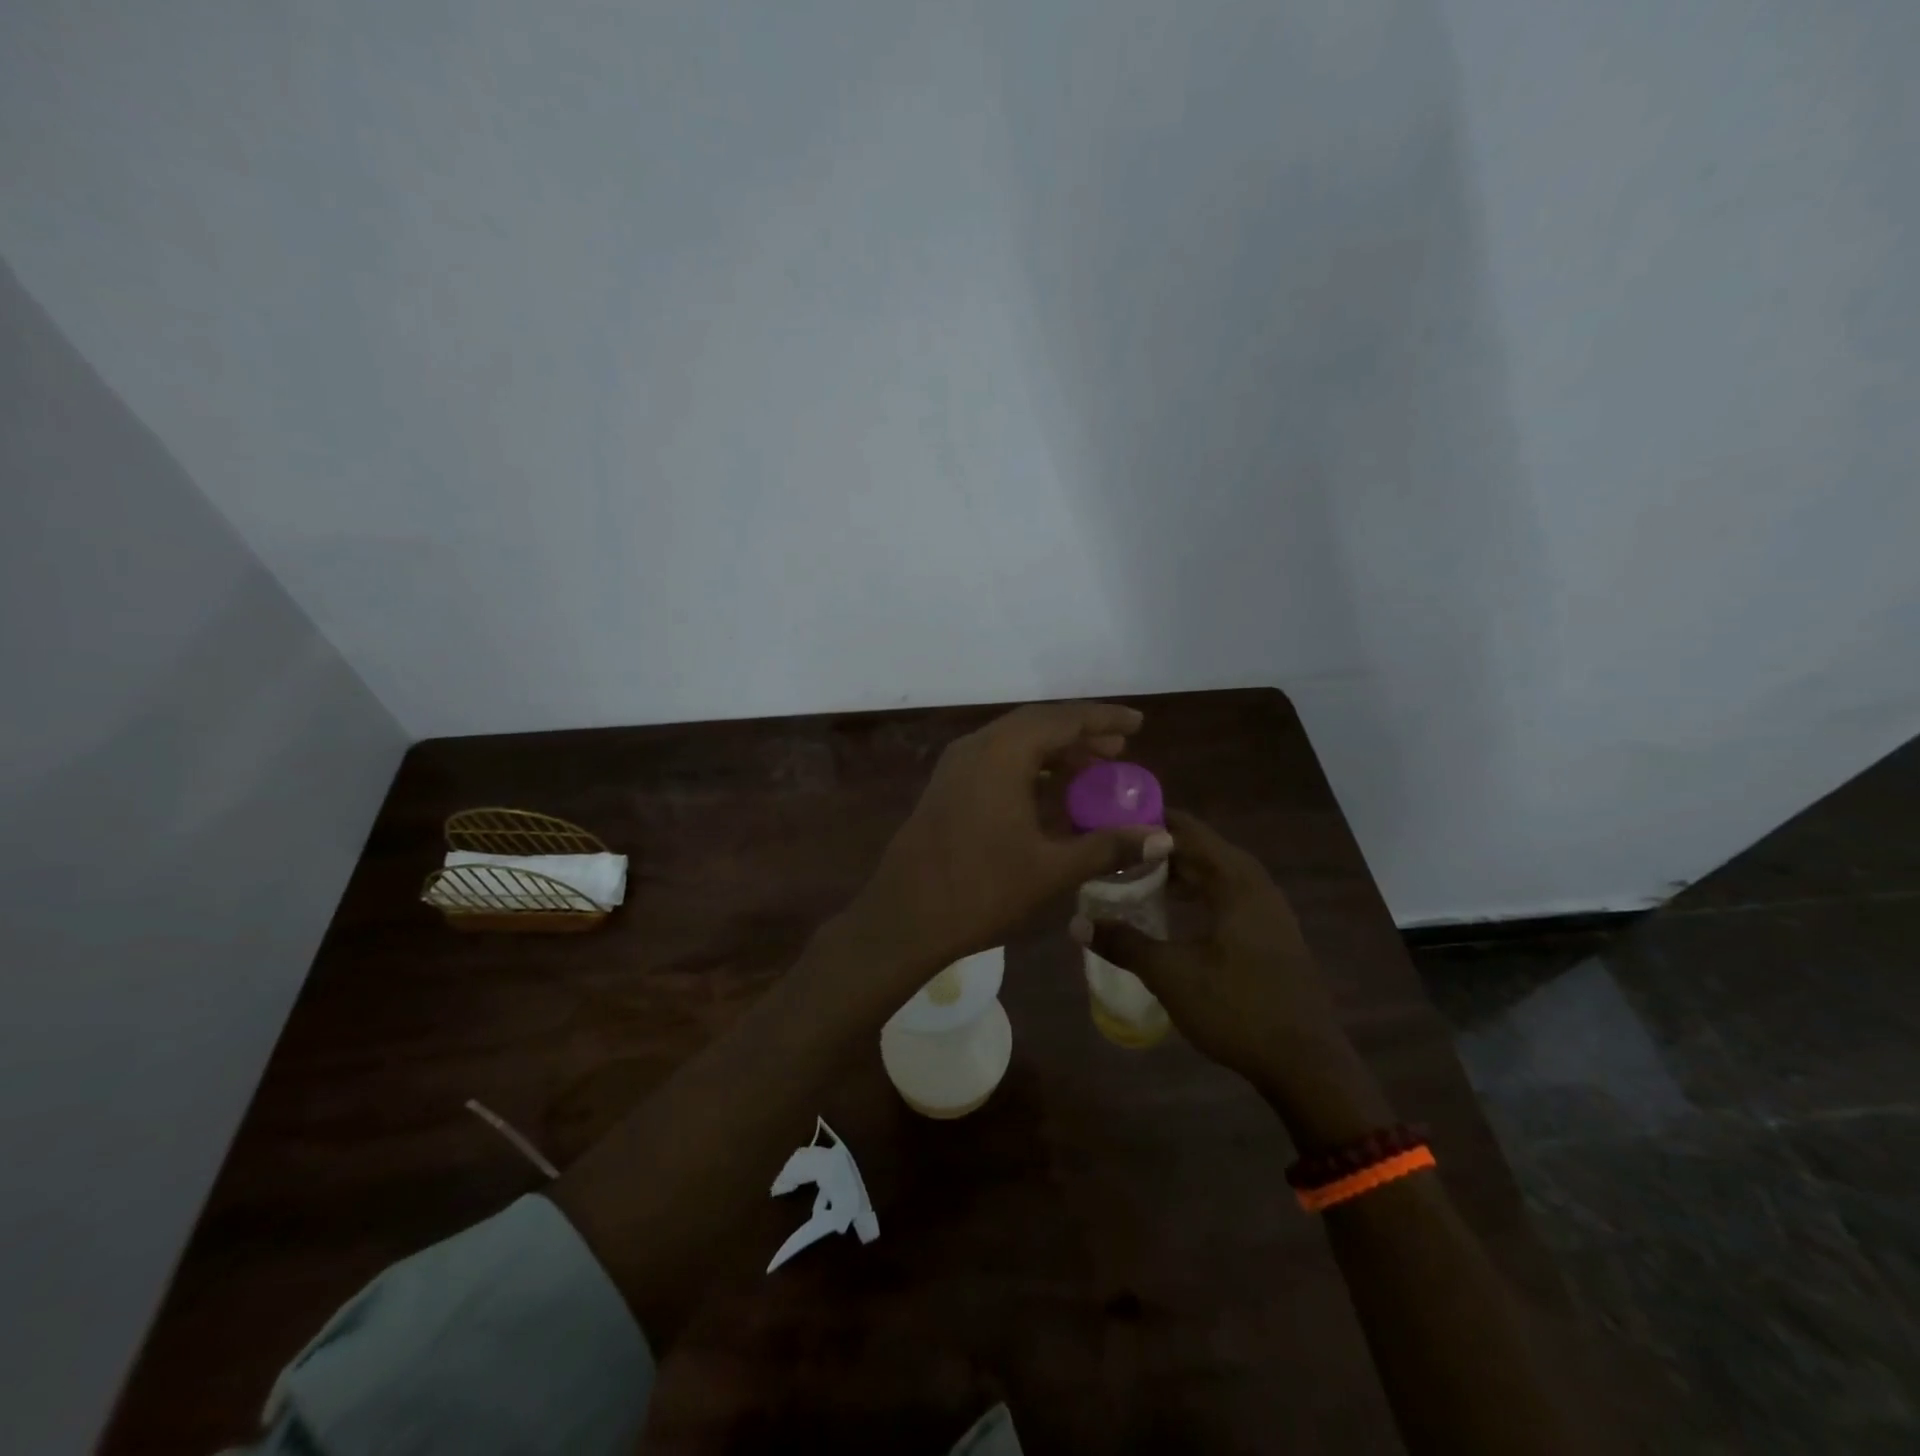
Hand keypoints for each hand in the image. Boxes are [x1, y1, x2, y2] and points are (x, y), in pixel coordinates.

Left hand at [843, 702, 1168, 985]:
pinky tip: (1049, 792)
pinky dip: (1028, 766)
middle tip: (1119, 748)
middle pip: (1037, 724)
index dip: (1103, 719)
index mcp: (1002, 753)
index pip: (1062, 719)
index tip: (1137, 723)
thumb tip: (1163, 838)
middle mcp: (976, 747)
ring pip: (1014, 741)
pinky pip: (996, 760)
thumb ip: (1108, 846)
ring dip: (1054, 750)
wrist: (904, 917)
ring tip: (1092, 769)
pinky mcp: (946, 786)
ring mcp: (955, 766)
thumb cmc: (981, 890)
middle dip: (1080, 733)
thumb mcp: (1051, 869)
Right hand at [1073, 809, 1390, 1143]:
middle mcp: (1255, 885)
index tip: (1110, 823)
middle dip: (1157, 849)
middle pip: (1200, 850)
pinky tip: (1171, 913)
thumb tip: (1076, 923)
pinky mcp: (1270, 934)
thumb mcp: (1171, 975)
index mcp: (1235, 882)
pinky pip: (1226, 896)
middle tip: (1113, 852)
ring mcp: (1267, 910)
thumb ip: (1124, 943)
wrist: (1306, 1065)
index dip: (1148, 822)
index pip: (1188, 830)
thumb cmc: (1237, 1009)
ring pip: (1214, 874)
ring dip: (1177, 874)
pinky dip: (1196, 895)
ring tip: (1133, 879)